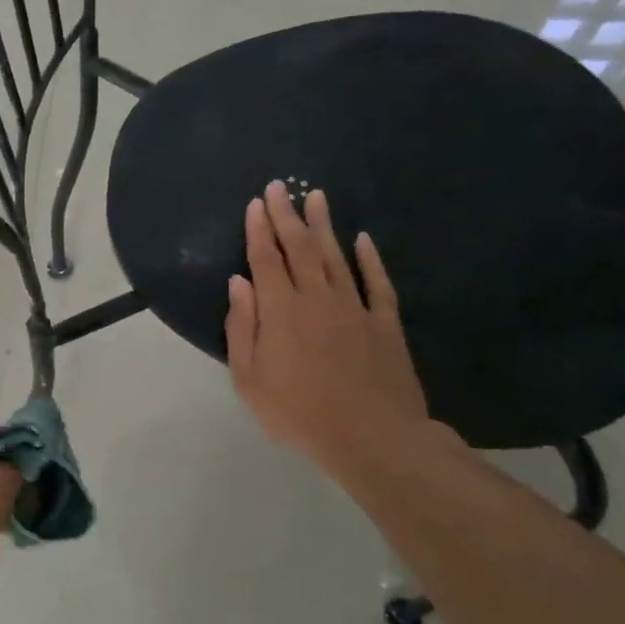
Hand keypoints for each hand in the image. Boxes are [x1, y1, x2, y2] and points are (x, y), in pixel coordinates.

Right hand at [226, 181, 432, 480]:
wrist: (371, 437)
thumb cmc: (298, 413)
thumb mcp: (249, 379)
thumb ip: (241, 327)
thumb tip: (239, 283)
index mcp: (280, 311)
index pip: (266, 260)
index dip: (259, 230)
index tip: (256, 203)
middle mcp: (317, 298)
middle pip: (299, 249)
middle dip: (287, 215)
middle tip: (281, 186)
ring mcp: (355, 308)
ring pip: (336, 257)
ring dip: (324, 226)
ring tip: (317, 197)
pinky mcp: (385, 324)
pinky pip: (377, 283)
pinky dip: (369, 259)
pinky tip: (363, 240)